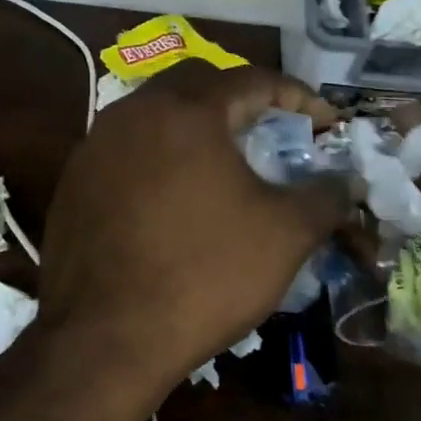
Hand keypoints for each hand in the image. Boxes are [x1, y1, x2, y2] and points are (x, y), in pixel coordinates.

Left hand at [37, 61, 346, 395]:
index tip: (325, 122)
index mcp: (186, 111)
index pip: (252, 79)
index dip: (297, 97)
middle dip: (243, 102)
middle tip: (274, 132)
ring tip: (226, 164)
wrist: (105, 340)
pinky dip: (161, 160)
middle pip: (198, 86)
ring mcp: (94, 149)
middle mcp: (132, 114)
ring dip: (197, 129)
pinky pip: (127, 154)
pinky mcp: (72, 186)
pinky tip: (176, 200)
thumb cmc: (205, 275)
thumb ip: (324, 196)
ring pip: (156, 118)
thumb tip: (348, 181)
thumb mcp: (285, 234)